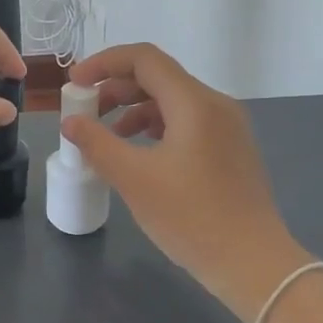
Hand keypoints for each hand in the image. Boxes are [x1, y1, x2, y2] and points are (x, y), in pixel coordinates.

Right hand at [61, 43, 307, 321]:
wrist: (252, 263)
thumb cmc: (191, 217)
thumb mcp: (134, 179)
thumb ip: (97, 143)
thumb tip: (71, 122)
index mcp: (194, 102)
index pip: (144, 59)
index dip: (103, 63)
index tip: (74, 84)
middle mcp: (215, 104)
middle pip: (158, 77)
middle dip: (115, 88)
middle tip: (85, 112)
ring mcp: (227, 127)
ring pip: (172, 101)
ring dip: (134, 109)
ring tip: (107, 136)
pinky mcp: (230, 149)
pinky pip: (186, 122)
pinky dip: (155, 127)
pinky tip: (138, 153)